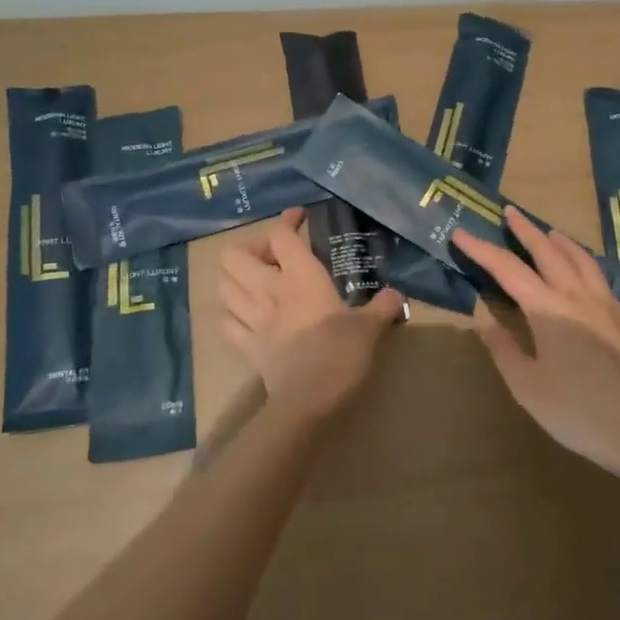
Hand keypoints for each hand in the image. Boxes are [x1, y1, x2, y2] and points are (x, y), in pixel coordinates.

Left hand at [219, 208, 402, 419]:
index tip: (299, 218)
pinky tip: (247, 316)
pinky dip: (231, 314)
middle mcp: (269, 290)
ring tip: (257, 283)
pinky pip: (226, 323)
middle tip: (274, 257)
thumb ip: (383, 307)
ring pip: (223, 286)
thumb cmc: (341, 353)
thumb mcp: (370, 327)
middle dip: (251, 249)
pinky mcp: (246, 347)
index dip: (287, 221)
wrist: (309, 401)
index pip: (281, 235)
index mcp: (300, 277)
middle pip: (235, 255)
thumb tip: (397, 296)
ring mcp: (252, 319)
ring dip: (235, 278)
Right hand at [453, 209, 619, 483]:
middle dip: (525, 230)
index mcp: (548, 308)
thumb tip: (485, 322)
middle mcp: (576, 296)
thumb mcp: (528, 387)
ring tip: (548, 231)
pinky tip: (583, 271)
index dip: (481, 249)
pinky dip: (582, 260)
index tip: (460, 233)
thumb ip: (505, 350)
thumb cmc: (579, 411)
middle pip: (547, 252)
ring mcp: (605, 306)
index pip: (507, 269)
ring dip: (559, 241)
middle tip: (510, 211)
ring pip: (579, 259)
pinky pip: (598, 276)